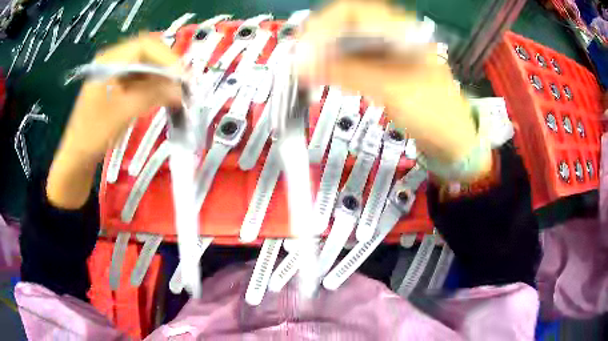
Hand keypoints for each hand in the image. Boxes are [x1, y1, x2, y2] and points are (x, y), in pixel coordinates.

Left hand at [47, 35, 182, 208]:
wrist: (77, 157)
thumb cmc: (94, 134)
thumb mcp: (123, 112)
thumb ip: (153, 95)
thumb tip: (181, 89)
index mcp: (109, 61)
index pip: (144, 47)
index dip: (166, 58)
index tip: (183, 77)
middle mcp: (112, 61)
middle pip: (147, 54)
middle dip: (166, 67)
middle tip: (183, 84)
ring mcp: (114, 73)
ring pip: (145, 67)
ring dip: (161, 77)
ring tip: (176, 91)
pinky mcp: (116, 86)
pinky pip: (139, 79)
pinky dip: (153, 86)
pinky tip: (162, 96)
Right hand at [296, 0, 488, 173]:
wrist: (454, 143)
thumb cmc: (434, 114)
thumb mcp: (392, 90)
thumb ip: (348, 72)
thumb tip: (302, 64)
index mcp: (402, 29)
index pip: (353, 10)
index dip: (325, 24)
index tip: (305, 48)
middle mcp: (393, 34)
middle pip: (346, 24)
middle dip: (320, 39)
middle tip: (301, 61)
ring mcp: (388, 51)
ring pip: (347, 42)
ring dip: (325, 54)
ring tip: (308, 71)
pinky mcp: (384, 68)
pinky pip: (353, 60)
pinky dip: (336, 67)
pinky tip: (325, 77)